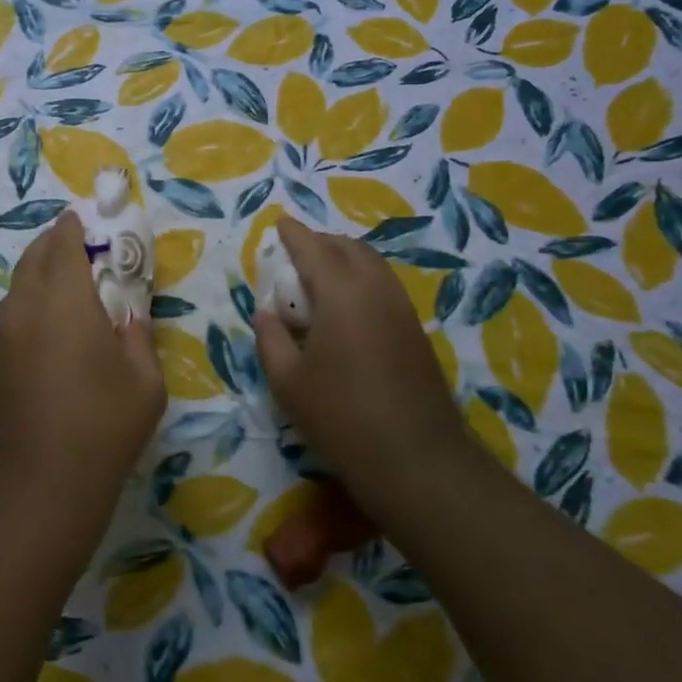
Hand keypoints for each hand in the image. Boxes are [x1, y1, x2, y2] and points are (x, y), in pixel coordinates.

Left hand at [0, 212, 165, 520]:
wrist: (37, 485)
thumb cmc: (102, 426)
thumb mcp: (145, 380)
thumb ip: (138, 334)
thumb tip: (128, 315)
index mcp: (64, 300)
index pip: (64, 242)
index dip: (76, 225)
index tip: (90, 219)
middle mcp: (26, 307)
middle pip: (34, 256)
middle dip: (55, 243)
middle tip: (82, 247)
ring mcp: (4, 335)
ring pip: (19, 285)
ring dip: (41, 273)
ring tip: (69, 285)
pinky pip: (13, 313)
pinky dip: (31, 303)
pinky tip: (52, 328)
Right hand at [252, 217, 467, 497]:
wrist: (415, 458)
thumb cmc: (340, 417)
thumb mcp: (287, 382)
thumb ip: (271, 338)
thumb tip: (266, 312)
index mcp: (341, 294)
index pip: (313, 249)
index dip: (293, 234)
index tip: (279, 223)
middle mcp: (376, 290)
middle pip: (349, 248)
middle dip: (321, 241)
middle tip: (296, 251)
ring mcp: (401, 309)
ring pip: (373, 264)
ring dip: (345, 258)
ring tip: (319, 275)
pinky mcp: (415, 331)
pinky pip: (384, 286)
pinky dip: (361, 278)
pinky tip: (346, 306)